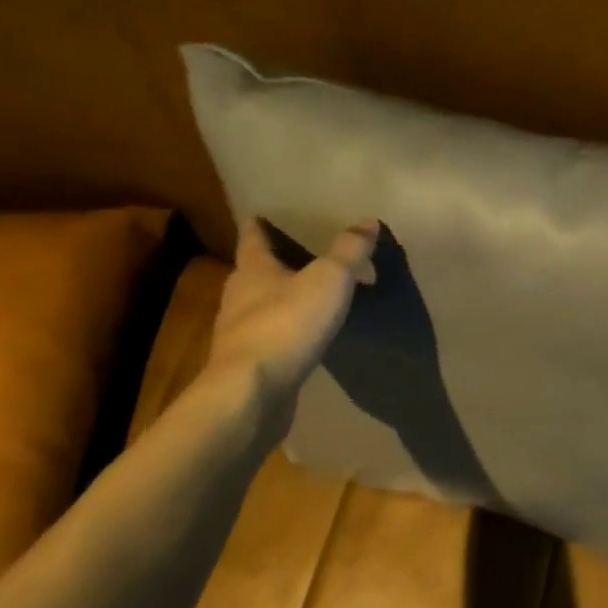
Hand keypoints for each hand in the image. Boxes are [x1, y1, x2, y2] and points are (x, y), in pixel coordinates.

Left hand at [201, 217, 379, 437]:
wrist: (252, 393)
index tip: (263, 214)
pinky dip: (284, 333)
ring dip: (278, 300)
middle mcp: (238, 298)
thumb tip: (368, 220)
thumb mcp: (329, 279)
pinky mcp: (248, 366)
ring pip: (258, 307)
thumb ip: (349, 250)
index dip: (259, 225)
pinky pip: (269, 340)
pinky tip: (302, 338)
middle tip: (297, 254)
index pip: (252, 237)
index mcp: (253, 270)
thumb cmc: (287, 323)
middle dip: (272, 263)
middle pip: (254, 272)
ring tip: (307, 297)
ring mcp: (239, 335)